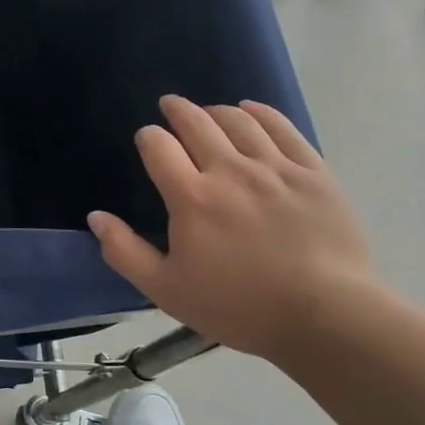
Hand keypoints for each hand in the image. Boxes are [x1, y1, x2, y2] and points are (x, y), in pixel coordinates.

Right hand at [86, 96, 375, 360]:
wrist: (328, 319)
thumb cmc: (240, 307)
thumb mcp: (166, 290)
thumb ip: (124, 251)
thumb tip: (96, 217)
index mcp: (191, 197)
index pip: (158, 146)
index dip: (148, 137)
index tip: (148, 141)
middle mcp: (230, 171)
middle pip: (197, 123)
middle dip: (178, 110)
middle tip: (170, 105)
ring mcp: (275, 168)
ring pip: (239, 120)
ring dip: (216, 111)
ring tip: (210, 113)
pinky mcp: (314, 173)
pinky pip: (283, 128)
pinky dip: (261, 113)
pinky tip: (252, 111)